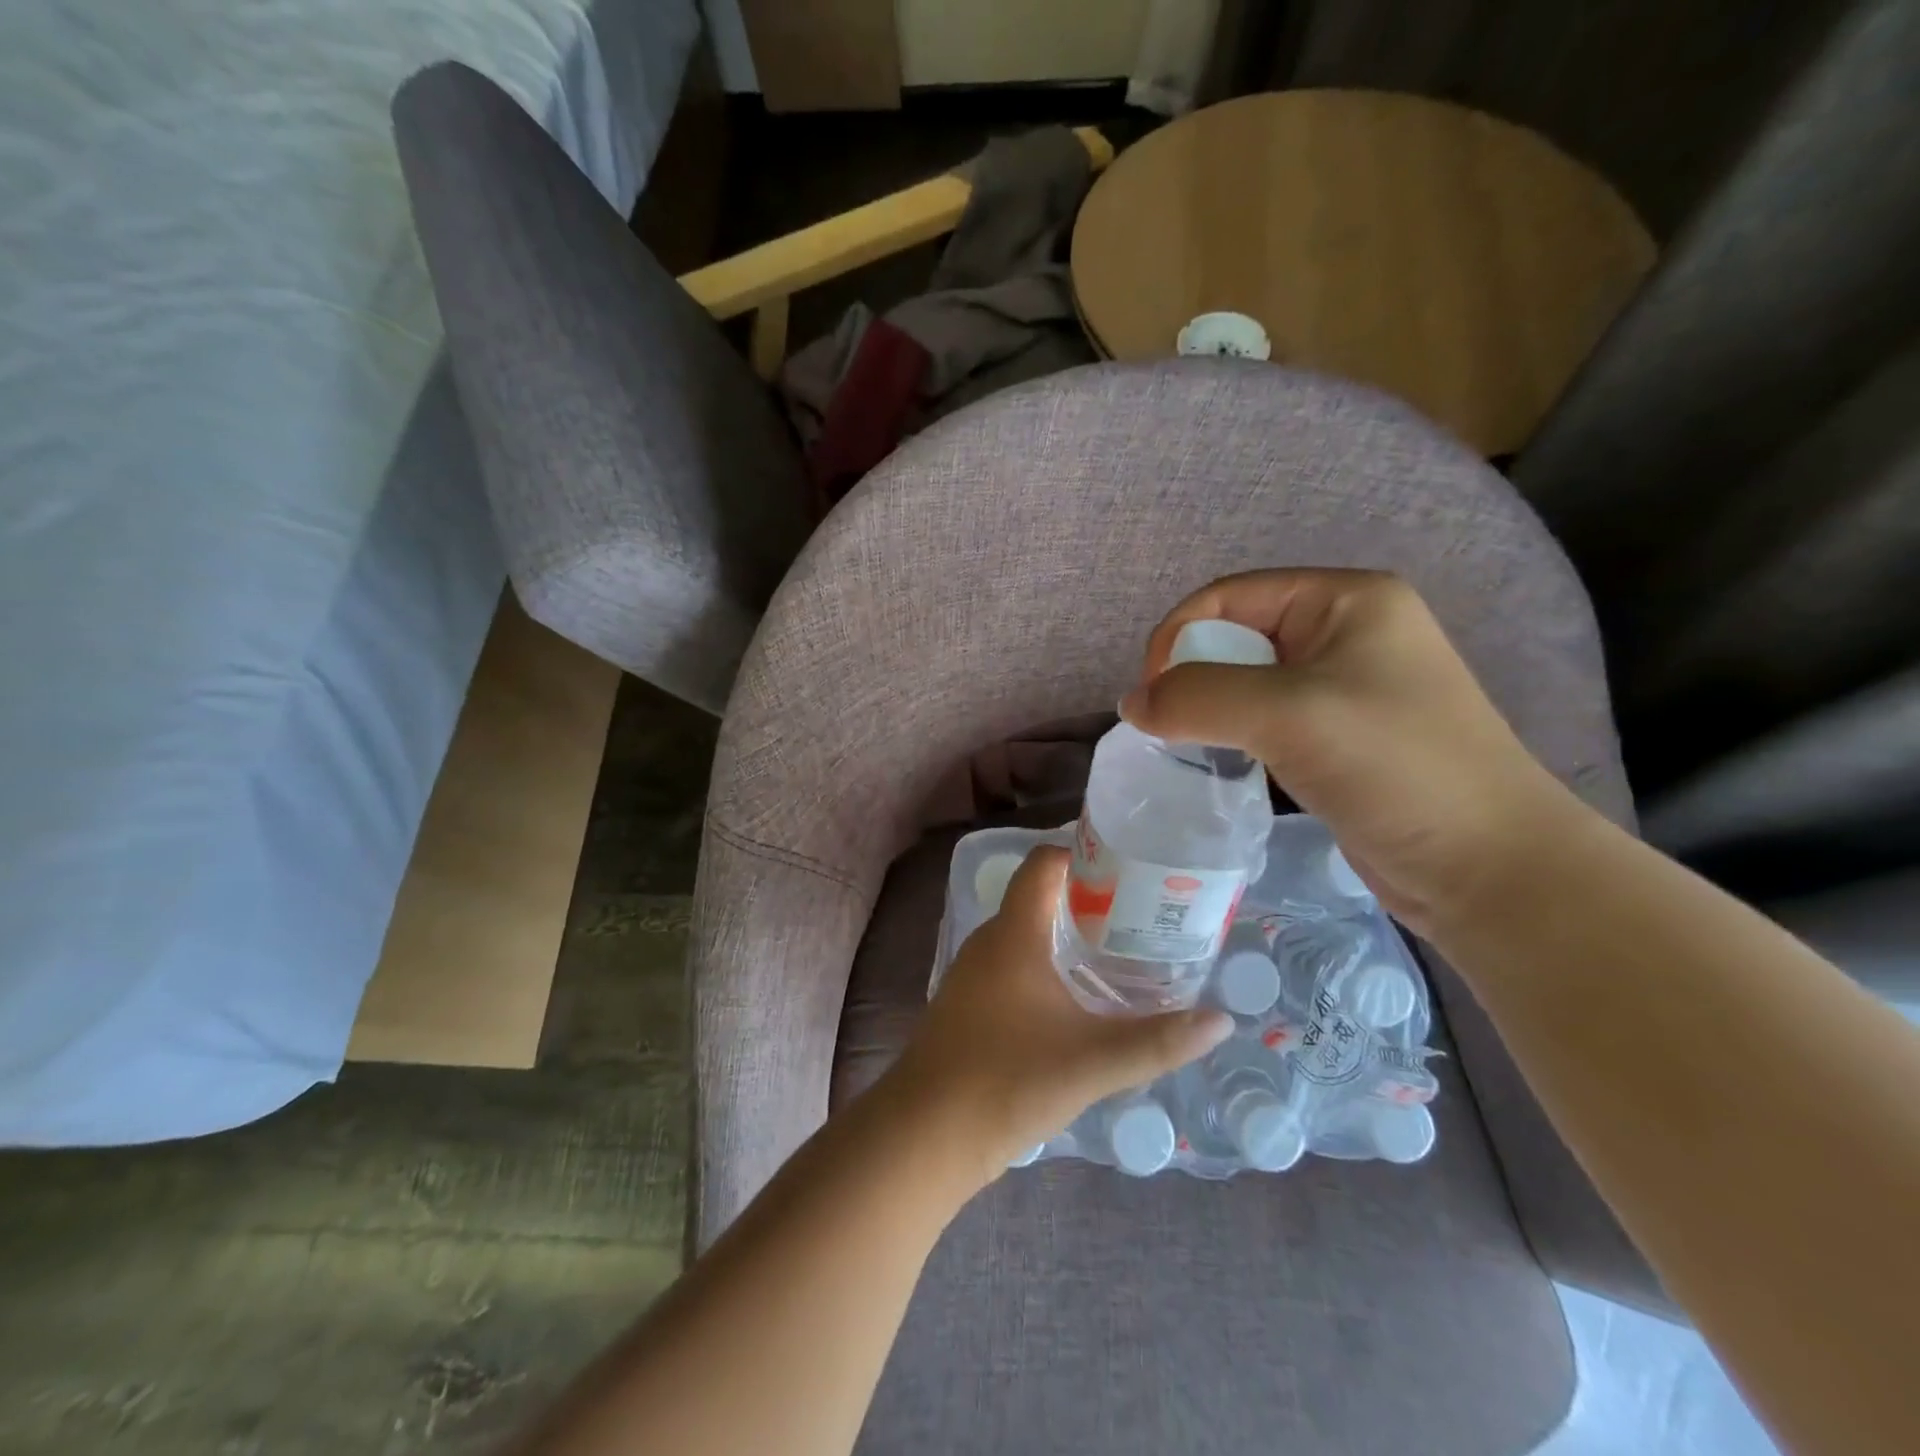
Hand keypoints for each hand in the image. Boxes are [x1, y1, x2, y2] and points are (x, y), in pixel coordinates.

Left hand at [883, 846, 1233, 1189]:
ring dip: (1070, 935)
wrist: (925, 1135)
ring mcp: (975, 974)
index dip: (1084, 855)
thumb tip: (1222, 1022)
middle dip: (1089, 899)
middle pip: (1040, 896)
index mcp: (1013, 933)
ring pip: (1028, 934)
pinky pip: (1015, 965)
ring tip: (1122, 951)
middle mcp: (990, 941)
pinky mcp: (971, 1004)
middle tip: (1143, 914)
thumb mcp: (1092, 1061)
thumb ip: (1158, 1041)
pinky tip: (1080, 998)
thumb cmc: (1007, 1080)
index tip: (1131, 868)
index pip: (1044, 863)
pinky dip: (1049, 965)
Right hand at [1121, 569, 1582, 936]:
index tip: (1151, 698)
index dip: (1178, 636)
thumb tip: (1130, 705)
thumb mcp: (1288, 715)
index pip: (1230, 596)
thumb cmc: (1396, 768)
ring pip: (1247, 681)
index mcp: (1345, 600)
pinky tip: (1224, 762)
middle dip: (1192, 676)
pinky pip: (1265, 718)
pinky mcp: (1340, 735)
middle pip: (1236, 635)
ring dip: (1210, 709)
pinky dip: (1234, 734)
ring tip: (1189, 747)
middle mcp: (1346, 631)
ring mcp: (1345, 686)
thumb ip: (1197, 698)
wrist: (1487, 867)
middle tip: (1169, 728)